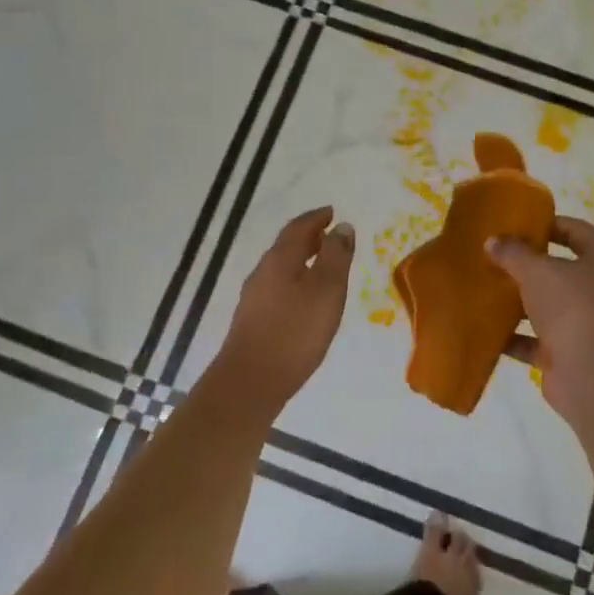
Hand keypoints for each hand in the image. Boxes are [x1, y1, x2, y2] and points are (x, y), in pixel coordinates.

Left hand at [214, 206, 354, 415]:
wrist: (251, 382)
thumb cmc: (295, 332)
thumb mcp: (326, 290)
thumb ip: (335, 257)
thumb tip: (342, 227)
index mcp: (279, 259)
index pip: (298, 228)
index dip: (317, 218)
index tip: (332, 213)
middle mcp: (262, 272)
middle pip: (286, 246)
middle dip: (309, 237)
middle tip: (329, 235)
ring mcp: (254, 297)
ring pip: (281, 268)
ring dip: (301, 260)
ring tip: (322, 265)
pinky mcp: (253, 320)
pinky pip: (277, 288)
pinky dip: (295, 281)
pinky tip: (305, 300)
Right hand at [487, 217, 593, 420]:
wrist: (591, 378)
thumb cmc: (572, 308)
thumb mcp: (537, 270)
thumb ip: (512, 252)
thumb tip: (492, 242)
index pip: (575, 229)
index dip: (545, 224)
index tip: (513, 225)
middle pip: (560, 267)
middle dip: (527, 263)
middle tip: (494, 254)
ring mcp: (588, 322)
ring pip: (548, 303)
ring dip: (519, 299)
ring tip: (485, 287)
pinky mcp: (571, 351)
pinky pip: (538, 337)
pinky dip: (515, 334)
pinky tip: (486, 328)